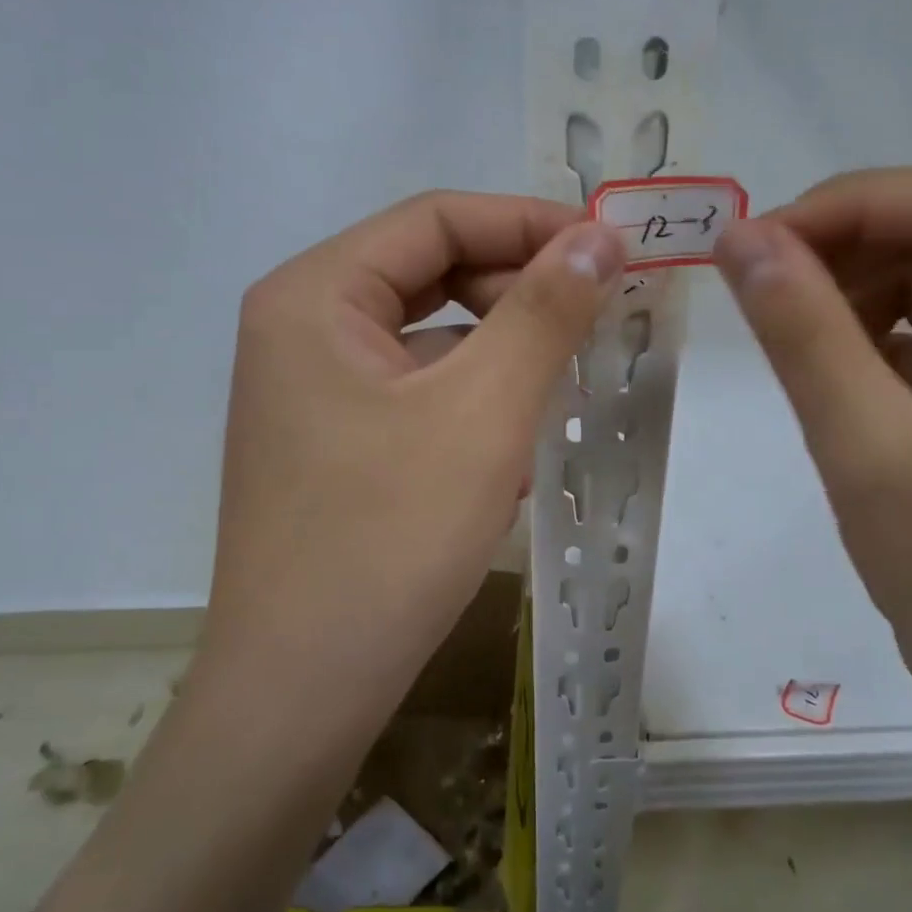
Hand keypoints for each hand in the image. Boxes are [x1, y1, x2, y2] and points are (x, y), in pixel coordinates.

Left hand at [198, 191, 623, 725]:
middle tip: (598, 320)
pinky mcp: (332, 443)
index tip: (610, 249)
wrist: (302, 691)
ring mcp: (312, 391)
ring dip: (502, 355)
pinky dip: (472, 405)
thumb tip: (600, 237)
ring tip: (562, 390)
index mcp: (313, 295)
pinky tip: (511, 454)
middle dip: (519, 292)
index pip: (435, 220)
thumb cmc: (388, 538)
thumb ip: (545, 311)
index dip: (529, 223)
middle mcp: (300, 328)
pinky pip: (417, 394)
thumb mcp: (482, 411)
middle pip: (430, 274)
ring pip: (430, 339)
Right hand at [713, 166, 911, 735]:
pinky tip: (832, 354)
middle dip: (849, 240)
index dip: (851, 205)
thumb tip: (739, 237)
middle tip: (759, 273)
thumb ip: (801, 332)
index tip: (757, 239)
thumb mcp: (862, 445)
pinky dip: (876, 320)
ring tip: (789, 317)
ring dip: (857, 278)